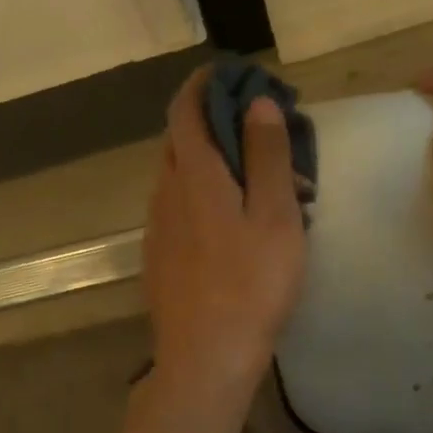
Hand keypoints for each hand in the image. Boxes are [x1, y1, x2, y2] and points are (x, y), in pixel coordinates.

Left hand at [143, 69, 306, 401]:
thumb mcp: (275, 216)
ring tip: (254, 181)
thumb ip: (266, 156)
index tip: (231, 74)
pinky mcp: (159, 258)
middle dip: (214, 123)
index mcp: (194, 175)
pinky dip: (202, 196)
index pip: (185, 108)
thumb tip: (258, 103)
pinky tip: (231, 225)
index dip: (204, 84)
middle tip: (257, 131)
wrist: (206, 358)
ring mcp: (157, 228)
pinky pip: (178, 209)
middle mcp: (166, 193)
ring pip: (180, 177)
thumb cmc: (251, 285)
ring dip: (211, 164)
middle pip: (181, 140)